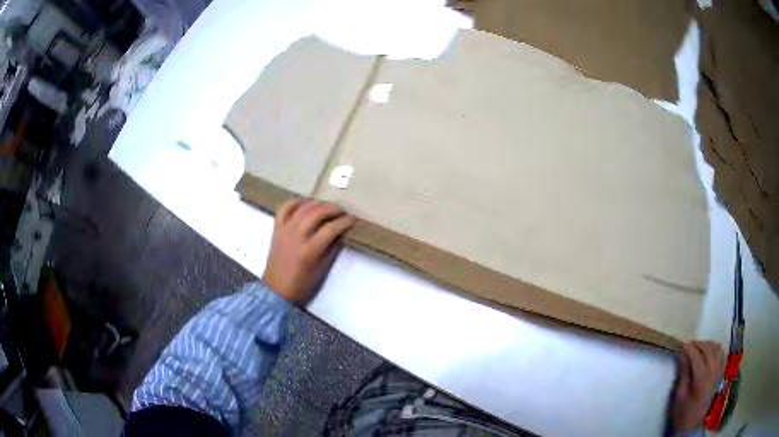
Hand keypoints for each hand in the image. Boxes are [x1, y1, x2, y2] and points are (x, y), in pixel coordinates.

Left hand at [262, 199, 354, 303]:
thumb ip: (331, 249)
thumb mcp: (321, 270)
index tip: (352, 219)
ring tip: (327, 207)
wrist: (276, 289)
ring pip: (303, 208)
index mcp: (309, 250)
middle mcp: (297, 236)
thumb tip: (340, 233)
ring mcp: (285, 230)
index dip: (344, 221)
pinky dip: (295, 202)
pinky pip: (284, 209)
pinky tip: (305, 203)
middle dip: (333, 208)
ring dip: (317, 204)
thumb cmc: (301, 284)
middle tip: (342, 211)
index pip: (331, 228)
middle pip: (317, 213)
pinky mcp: (277, 229)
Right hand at [671, 340, 725, 432]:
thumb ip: (684, 373)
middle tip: (689, 345)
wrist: (692, 423)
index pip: (696, 356)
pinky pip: (721, 353)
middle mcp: (713, 371)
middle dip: (698, 344)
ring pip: (716, 348)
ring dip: (707, 344)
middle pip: (708, 349)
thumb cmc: (683, 411)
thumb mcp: (679, 395)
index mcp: (701, 378)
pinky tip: (709, 351)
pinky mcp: (720, 372)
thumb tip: (683, 355)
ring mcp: (719, 370)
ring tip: (698, 347)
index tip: (682, 345)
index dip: (689, 349)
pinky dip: (715, 348)